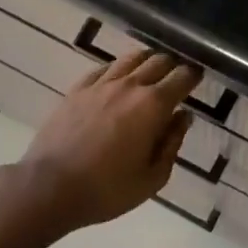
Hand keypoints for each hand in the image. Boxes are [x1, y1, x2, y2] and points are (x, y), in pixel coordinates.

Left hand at [19, 49, 201, 230]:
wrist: (49, 188)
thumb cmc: (107, 189)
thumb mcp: (152, 178)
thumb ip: (172, 143)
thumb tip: (182, 117)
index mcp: (153, 106)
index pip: (182, 77)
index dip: (194, 75)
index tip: (198, 78)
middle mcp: (130, 86)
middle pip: (159, 60)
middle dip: (173, 65)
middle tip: (177, 76)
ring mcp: (101, 84)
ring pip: (131, 58)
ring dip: (147, 60)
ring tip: (151, 70)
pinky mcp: (77, 89)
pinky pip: (103, 68)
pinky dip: (118, 69)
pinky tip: (118, 78)